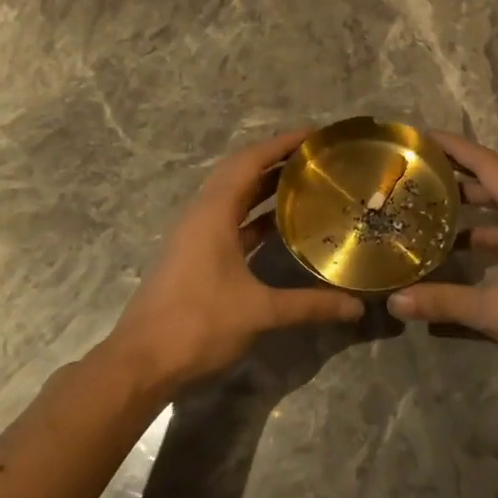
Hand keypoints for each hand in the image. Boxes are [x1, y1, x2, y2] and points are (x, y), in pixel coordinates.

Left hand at [108, 128, 362, 394]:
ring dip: (265, 188)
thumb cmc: (198, 324)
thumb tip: (356, 306)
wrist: (141, 362)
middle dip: (277, 161)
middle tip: (317, 158)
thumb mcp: (259, 312)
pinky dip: (255, 218)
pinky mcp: (194, 258)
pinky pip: (229, 222)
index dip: (282, 143)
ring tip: (306, 185)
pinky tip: (281, 228)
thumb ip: (309, 305)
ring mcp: (195, 237)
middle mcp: (201, 215)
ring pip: (233, 199)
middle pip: (240, 173)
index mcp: (212, 213)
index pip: (249, 161)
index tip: (315, 134)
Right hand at [387, 132, 497, 370]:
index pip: (486, 164)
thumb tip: (394, 300)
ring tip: (427, 210)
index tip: (423, 137)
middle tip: (416, 175)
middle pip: (492, 183)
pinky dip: (481, 235)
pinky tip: (455, 252)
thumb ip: (443, 301)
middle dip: (455, 176)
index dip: (455, 148)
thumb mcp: (494, 311)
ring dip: (468, 208)